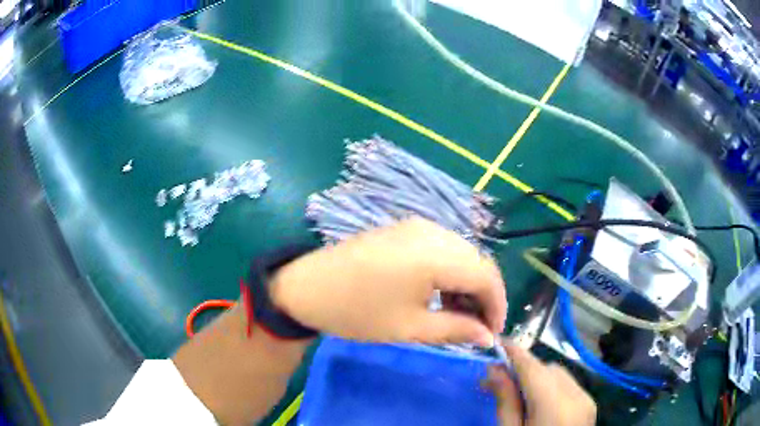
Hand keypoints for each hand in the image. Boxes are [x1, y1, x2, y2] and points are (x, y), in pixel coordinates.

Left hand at [270, 218, 506, 345]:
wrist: (306, 288)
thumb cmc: (357, 312)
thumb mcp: (410, 327)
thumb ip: (456, 330)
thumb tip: (487, 337)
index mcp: (435, 254)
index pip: (487, 276)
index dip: (497, 306)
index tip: (491, 334)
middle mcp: (432, 231)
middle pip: (477, 261)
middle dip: (484, 295)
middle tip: (476, 327)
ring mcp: (417, 226)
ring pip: (462, 253)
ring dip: (467, 283)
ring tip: (458, 314)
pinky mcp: (405, 229)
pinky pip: (442, 248)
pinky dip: (450, 271)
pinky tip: (440, 293)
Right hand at [485, 342, 596, 425]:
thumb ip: (505, 400)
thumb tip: (493, 369)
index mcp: (555, 406)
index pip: (533, 368)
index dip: (515, 352)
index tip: (497, 342)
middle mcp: (577, 396)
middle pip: (547, 369)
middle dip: (523, 369)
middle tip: (496, 381)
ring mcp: (587, 399)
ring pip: (559, 374)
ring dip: (537, 377)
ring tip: (516, 393)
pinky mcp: (589, 404)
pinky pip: (568, 384)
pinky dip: (551, 386)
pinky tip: (538, 401)